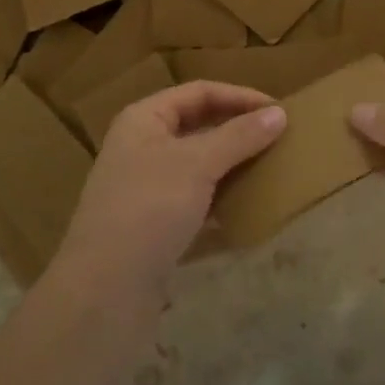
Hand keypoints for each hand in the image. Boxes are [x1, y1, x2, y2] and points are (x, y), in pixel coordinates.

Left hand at [51, 82, 284, 309]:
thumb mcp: (197, 164)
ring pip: (198, 166)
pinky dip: (221, 201)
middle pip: (198, 127)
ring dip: (232, 166)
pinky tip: (248, 210)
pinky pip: (196, 202)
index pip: (199, 92)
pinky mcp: (154, 225)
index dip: (240, 96)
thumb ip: (239, 136)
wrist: (105, 291)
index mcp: (144, 120)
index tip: (280, 111)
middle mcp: (142, 147)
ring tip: (271, 170)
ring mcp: (146, 188)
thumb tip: (279, 114)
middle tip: (279, 139)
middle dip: (238, 131)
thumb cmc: (149, 209)